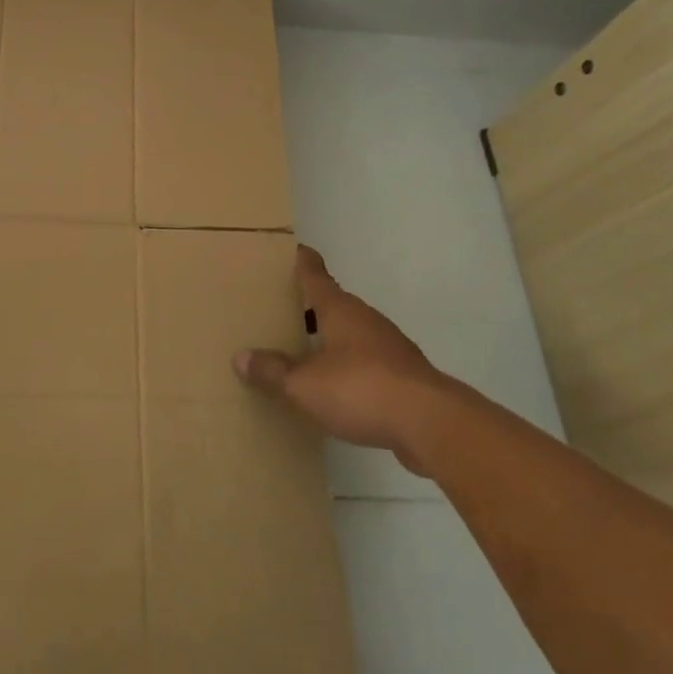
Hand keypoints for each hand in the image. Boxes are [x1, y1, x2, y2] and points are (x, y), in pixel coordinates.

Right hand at [233, 245, 444, 473]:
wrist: (432, 424)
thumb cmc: (361, 388)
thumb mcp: (304, 384)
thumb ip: (273, 370)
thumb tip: (241, 357)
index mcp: (339, 309)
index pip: (315, 274)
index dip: (301, 261)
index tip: (291, 249)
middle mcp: (365, 319)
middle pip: (333, 304)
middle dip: (309, 306)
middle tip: (280, 310)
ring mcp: (389, 347)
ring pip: (351, 334)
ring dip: (329, 339)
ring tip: (301, 352)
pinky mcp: (403, 377)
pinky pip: (366, 363)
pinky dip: (348, 368)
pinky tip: (334, 388)